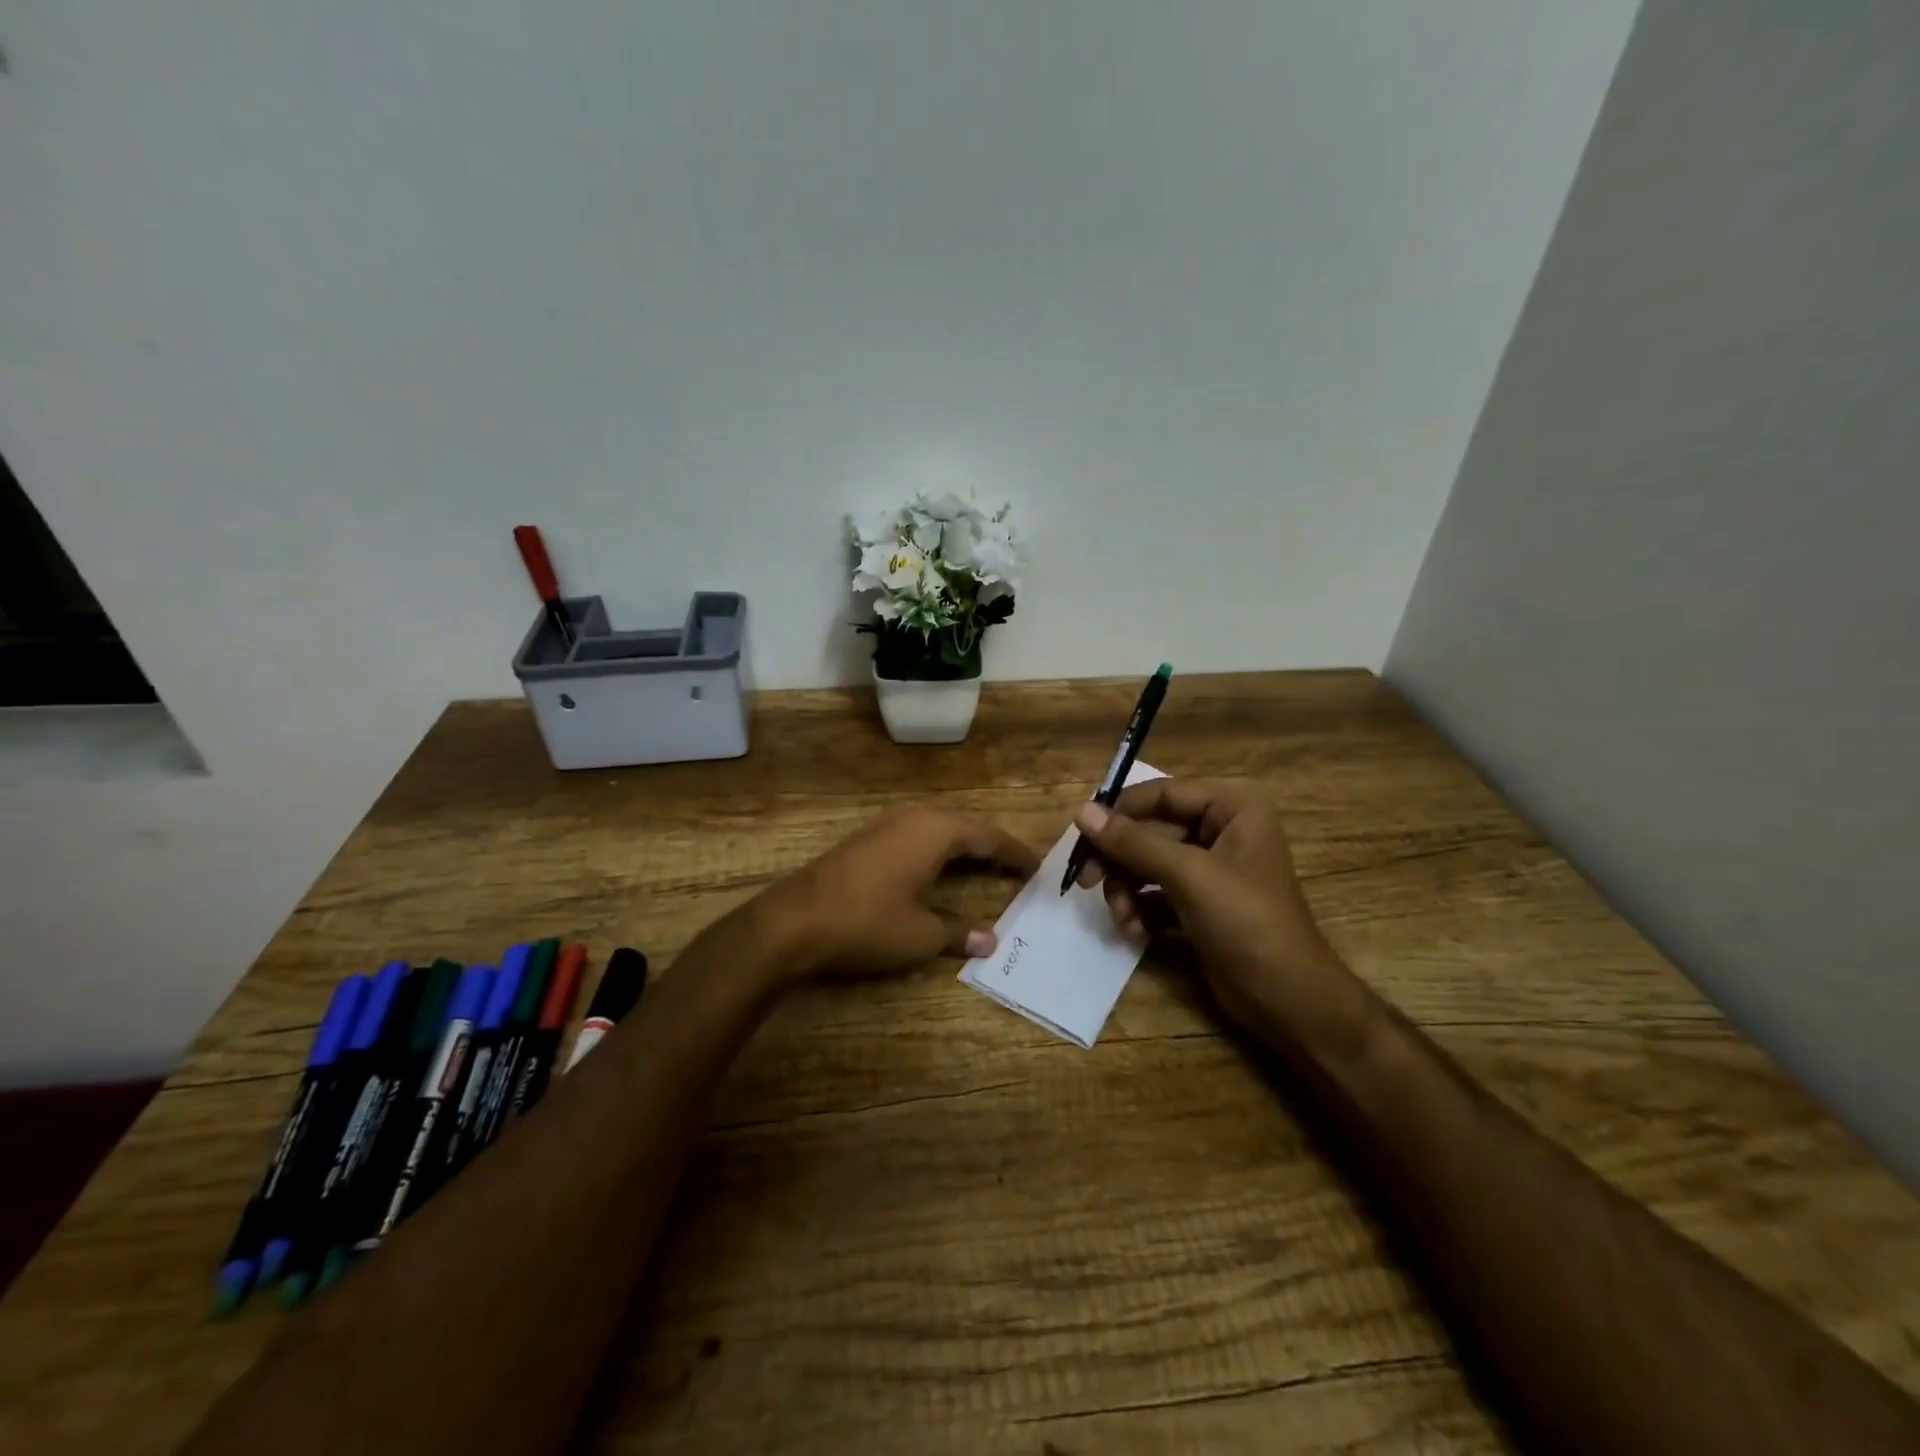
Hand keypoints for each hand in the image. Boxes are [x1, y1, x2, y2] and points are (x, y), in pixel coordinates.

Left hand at [763, 807, 1039, 981]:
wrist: (793, 920)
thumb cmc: (867, 922)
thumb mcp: (920, 934)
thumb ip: (959, 932)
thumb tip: (991, 939)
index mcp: (936, 831)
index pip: (989, 836)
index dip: (1016, 854)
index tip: (1039, 868)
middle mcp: (915, 817)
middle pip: (966, 826)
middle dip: (993, 847)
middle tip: (1017, 869)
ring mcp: (888, 824)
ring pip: (940, 828)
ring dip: (964, 846)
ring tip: (985, 867)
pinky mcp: (868, 838)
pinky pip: (918, 835)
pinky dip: (939, 850)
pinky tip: (939, 870)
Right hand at [1072, 780, 1355, 1034]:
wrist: (1287, 1000)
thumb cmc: (1246, 923)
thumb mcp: (1188, 875)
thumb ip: (1133, 842)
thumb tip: (1082, 812)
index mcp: (1232, 807)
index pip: (1161, 794)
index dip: (1119, 812)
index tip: (1081, 837)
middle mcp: (1222, 829)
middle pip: (1150, 829)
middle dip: (1120, 860)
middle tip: (1085, 881)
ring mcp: (1211, 868)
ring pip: (1147, 862)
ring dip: (1126, 889)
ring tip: (1122, 918)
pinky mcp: (1200, 902)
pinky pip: (1156, 891)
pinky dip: (1140, 909)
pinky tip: (1137, 932)